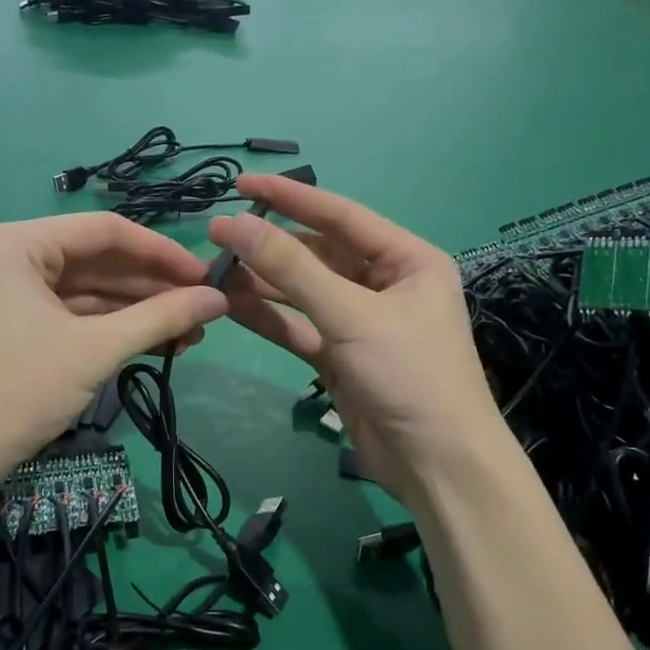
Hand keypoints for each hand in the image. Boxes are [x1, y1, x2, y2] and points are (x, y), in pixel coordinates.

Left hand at [0, 213, 227, 484]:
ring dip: (136, 311)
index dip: (162, 252)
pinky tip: (152, 343)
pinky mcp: (10, 326)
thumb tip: (220, 299)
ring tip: (189, 333)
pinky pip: (69, 315)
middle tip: (204, 310)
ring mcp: (8, 294)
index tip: (208, 277)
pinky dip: (108, 328)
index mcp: (18, 243)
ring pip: (86, 291)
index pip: (105, 230)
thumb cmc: (16, 391)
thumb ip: (160, 318)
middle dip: (152, 287)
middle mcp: (10, 257)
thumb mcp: (94, 350)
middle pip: (96, 260)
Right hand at [209, 175, 502, 501]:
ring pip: (303, 292)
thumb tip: (234, 224)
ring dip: (262, 283)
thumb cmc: (409, 374)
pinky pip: (299, 326)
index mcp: (407, 259)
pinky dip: (268, 317)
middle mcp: (385, 284)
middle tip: (217, 237)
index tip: (241, 184)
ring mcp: (361, 322)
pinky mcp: (340, 357)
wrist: (437, 465)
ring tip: (213, 271)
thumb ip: (292, 268)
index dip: (289, 197)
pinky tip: (231, 306)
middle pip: (318, 254)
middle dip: (269, 246)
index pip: (340, 215)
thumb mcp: (351, 314)